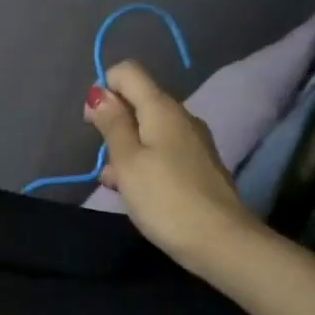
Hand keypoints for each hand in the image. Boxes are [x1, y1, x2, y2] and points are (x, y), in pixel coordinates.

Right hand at [85, 60, 263, 279]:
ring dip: (125, 148)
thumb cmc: (165, 198)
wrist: (220, 242)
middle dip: (113, 123)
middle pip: (138, 101)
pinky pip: (162, 151)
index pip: (128, 72)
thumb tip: (100, 92)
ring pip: (148, 130)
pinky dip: (143, 163)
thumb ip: (112, 124)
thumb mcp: (128, 160)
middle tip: (104, 159)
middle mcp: (181, 117)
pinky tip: (136, 191)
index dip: (104, 89)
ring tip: (116, 182)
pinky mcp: (198, 166)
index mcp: (162, 108)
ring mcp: (193, 142)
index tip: (94, 123)